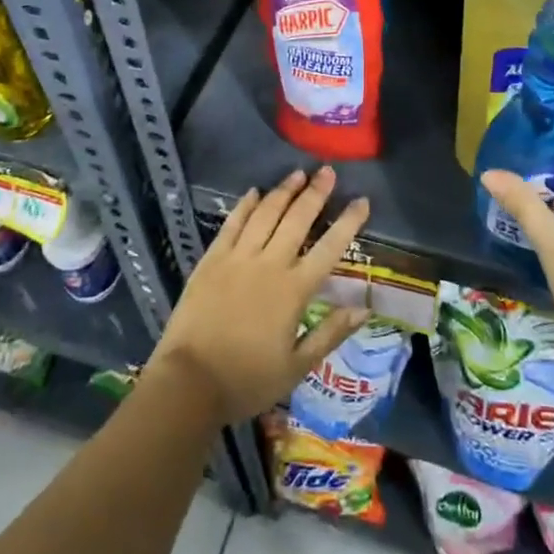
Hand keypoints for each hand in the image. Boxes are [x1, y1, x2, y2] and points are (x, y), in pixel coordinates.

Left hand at [149, 167, 370, 424]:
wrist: (189, 382)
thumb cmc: (247, 380)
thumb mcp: (296, 367)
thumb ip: (330, 333)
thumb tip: (364, 307)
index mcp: (294, 290)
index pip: (329, 247)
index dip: (348, 222)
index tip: (361, 200)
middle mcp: (269, 264)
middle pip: (297, 219)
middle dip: (316, 192)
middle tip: (328, 171)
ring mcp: (238, 258)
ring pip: (266, 214)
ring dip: (284, 191)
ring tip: (298, 173)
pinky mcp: (212, 259)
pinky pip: (232, 224)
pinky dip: (245, 205)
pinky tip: (254, 192)